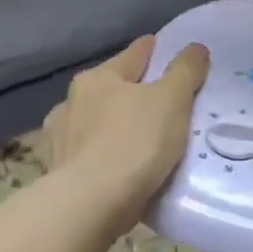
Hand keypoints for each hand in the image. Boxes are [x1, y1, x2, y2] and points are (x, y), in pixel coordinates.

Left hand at [40, 36, 210, 227]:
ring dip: (111, 125)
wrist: (90, 204)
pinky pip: (86, 154)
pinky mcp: (58, 171)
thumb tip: (195, 47)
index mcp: (98, 78)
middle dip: (132, 92)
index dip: (155, 50)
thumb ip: (185, 71)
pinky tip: (113, 166)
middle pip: (111, 88)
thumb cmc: (134, 143)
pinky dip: (101, 155)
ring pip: (94, 122)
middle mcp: (71, 101)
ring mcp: (60, 138)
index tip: (170, 51)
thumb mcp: (172, 101)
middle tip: (161, 102)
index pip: (134, 54)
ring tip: (136, 139)